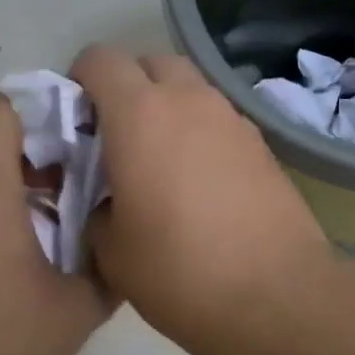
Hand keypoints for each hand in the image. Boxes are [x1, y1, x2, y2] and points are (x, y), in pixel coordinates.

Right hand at [70, 46, 336, 354]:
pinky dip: (201, 132)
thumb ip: (95, 205)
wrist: (277, 295)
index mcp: (141, 114)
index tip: (77, 121)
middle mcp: (191, 100)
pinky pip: (220, 119)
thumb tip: (107, 196)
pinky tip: (201, 182)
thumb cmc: (180, 271)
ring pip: (191, 89)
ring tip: (160, 162)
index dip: (80, 81)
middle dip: (129, 87)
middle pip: (152, 63)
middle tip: (117, 138)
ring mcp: (234, 118)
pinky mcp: (264, 143)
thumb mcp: (111, 249)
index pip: (100, 59)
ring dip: (169, 107)